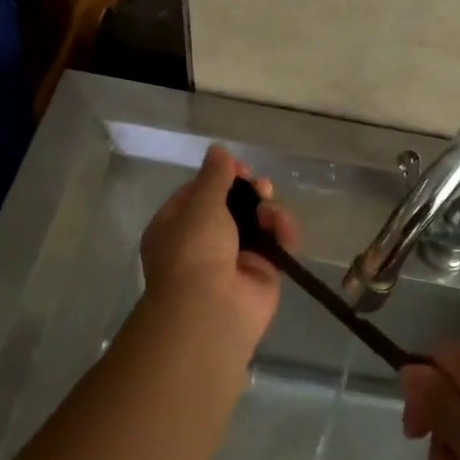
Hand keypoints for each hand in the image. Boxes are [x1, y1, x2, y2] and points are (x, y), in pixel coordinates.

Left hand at [138, 144, 298, 357]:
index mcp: (175, 226)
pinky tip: (284, 230)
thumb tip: (218, 150)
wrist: (211, 309)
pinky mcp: (262, 274)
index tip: (241, 169)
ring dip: (268, 211)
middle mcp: (202, 242)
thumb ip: (215, 176)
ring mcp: (234, 259)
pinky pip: (276, 244)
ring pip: (257, 223)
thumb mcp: (201, 204)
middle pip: (232, 206)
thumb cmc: (194, 250)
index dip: (221, 177)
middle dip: (250, 193)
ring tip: (271, 212)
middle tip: (261, 188)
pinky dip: (283, 233)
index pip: (199, 193)